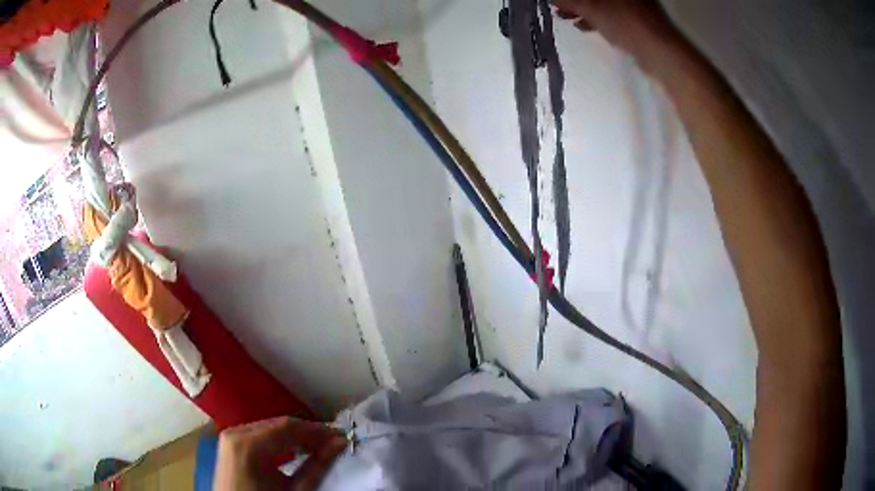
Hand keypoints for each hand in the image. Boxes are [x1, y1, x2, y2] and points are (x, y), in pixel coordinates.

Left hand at [213, 416, 346, 490]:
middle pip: (277, 425)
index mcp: (248, 444)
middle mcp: (235, 432)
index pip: (288, 427)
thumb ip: (317, 466)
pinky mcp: (230, 443)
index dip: (317, 430)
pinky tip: (295, 450)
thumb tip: (339, 442)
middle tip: (333, 441)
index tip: (341, 436)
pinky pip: (259, 434)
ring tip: (318, 447)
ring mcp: (230, 437)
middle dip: (307, 432)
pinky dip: (279, 440)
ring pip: (269, 428)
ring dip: (294, 436)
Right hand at [551, 0, 683, 71]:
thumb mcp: (591, 9)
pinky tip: (586, 27)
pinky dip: (598, 19)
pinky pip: (613, 15)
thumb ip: (569, 1)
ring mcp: (636, 6)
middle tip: (561, 10)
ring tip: (569, 20)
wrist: (660, 53)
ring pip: (604, 4)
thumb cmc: (625, 23)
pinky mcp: (640, 21)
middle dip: (577, 2)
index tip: (557, 1)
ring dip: (584, 10)